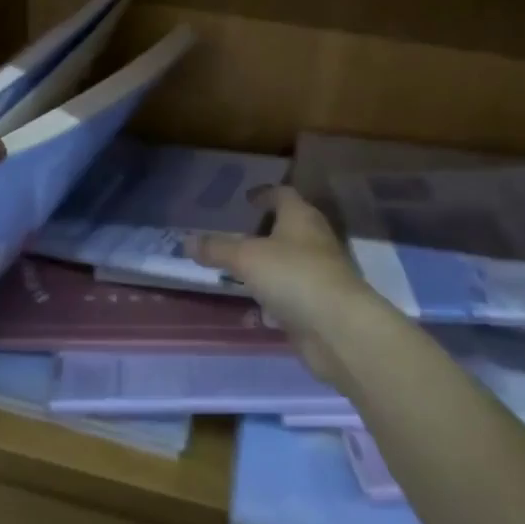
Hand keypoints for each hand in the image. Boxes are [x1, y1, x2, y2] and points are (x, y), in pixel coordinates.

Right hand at [194, 187, 382, 387]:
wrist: (339, 329)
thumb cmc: (293, 276)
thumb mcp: (246, 258)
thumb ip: (216, 249)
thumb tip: (185, 241)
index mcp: (301, 218)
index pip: (283, 195)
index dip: (264, 194)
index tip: (246, 199)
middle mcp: (314, 241)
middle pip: (288, 228)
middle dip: (263, 231)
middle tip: (234, 234)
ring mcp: (320, 275)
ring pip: (288, 264)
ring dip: (266, 267)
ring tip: (236, 271)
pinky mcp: (319, 306)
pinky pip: (290, 295)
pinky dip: (272, 299)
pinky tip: (253, 309)